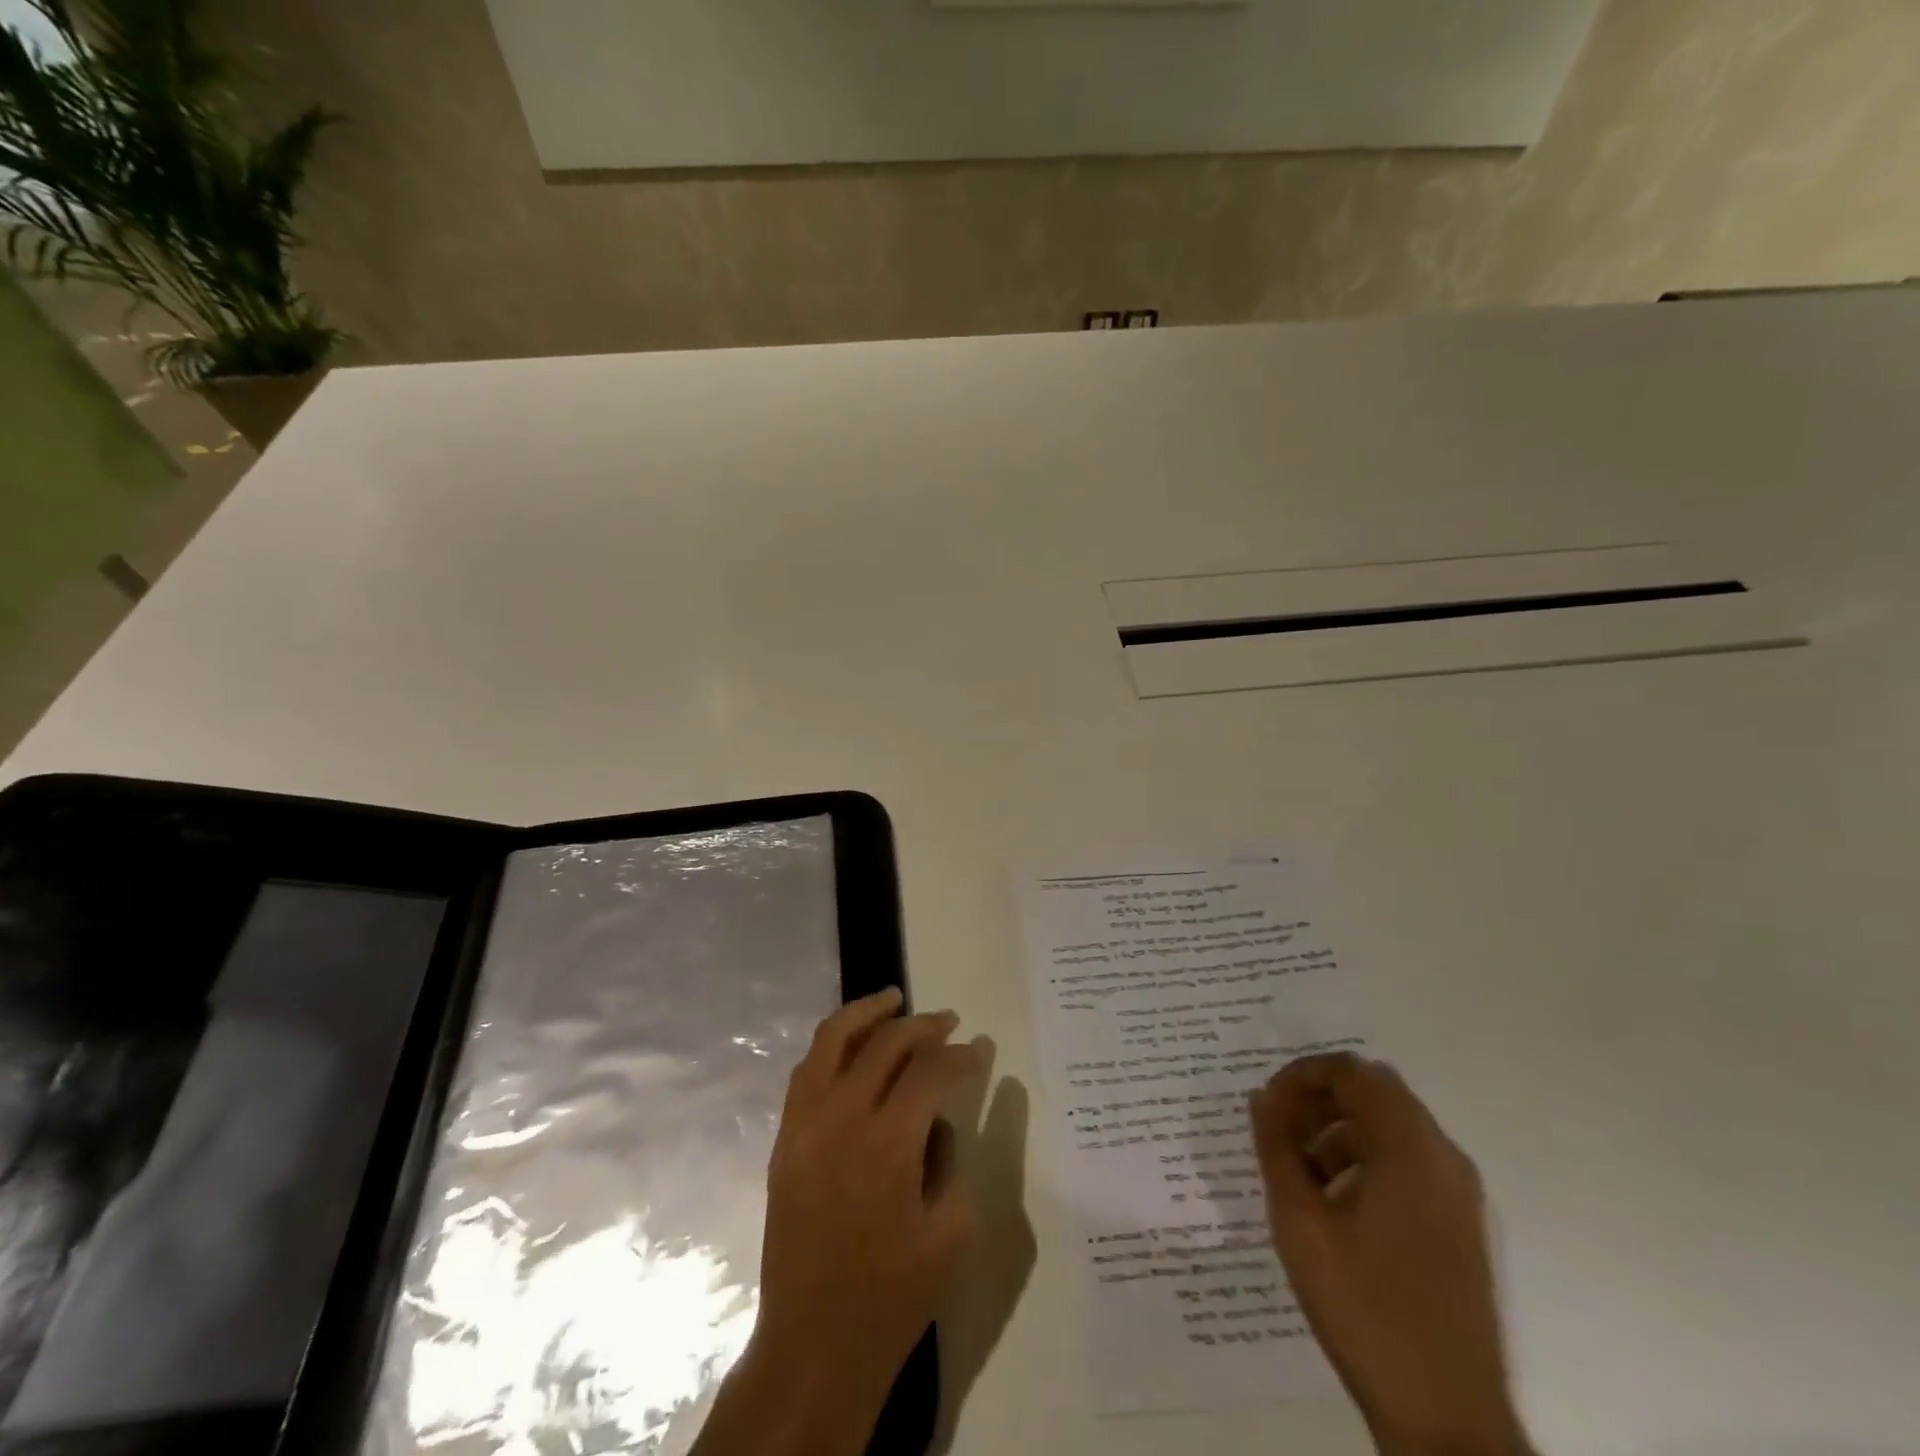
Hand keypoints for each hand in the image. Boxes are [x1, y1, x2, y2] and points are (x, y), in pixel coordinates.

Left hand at [696, 988, 977, 1455]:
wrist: (814, 1344)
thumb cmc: (892, 1296)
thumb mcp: (951, 1232)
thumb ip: (950, 1160)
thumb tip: (937, 1120)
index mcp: (889, 1144)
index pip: (929, 1071)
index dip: (960, 1054)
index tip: (981, 1049)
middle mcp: (842, 1119)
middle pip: (884, 1044)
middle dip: (922, 1026)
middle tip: (949, 1021)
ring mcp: (805, 1125)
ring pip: (832, 1040)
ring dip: (866, 1013)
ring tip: (893, 1000)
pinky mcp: (784, 1138)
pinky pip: (806, 1071)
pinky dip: (832, 1044)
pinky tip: (853, 1044)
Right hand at [1250, 1054, 1529, 1455]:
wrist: (1445, 1419)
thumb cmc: (1364, 1307)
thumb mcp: (1300, 1221)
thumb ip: (1275, 1148)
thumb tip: (1261, 1099)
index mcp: (1411, 1149)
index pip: (1352, 1072)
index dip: (1301, 1076)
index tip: (1267, 1106)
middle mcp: (1444, 1158)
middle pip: (1375, 1094)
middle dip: (1319, 1100)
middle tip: (1278, 1130)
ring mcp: (1459, 1195)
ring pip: (1391, 1129)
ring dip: (1339, 1131)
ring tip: (1297, 1170)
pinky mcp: (1460, 1227)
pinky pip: (1409, 1164)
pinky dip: (1366, 1160)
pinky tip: (1333, 1203)